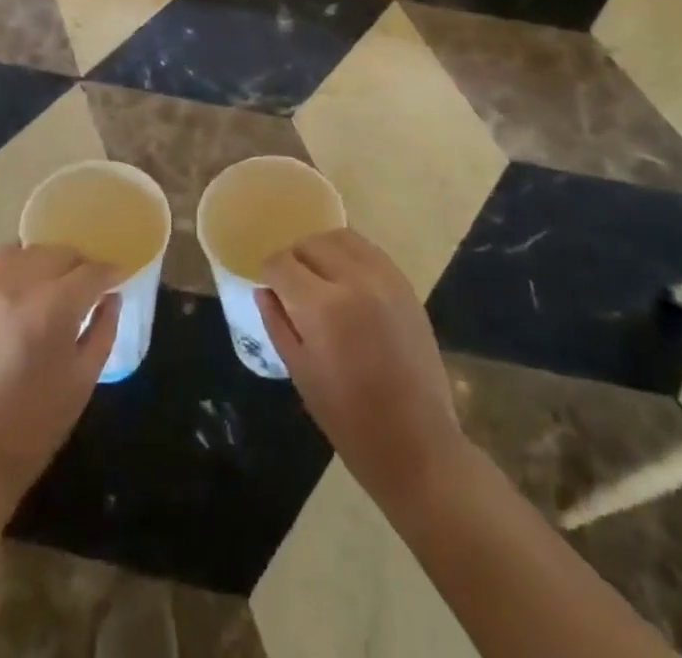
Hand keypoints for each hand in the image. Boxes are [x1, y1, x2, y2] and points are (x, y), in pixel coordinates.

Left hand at [0, 243, 120, 513]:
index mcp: (53, 309)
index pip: (91, 273)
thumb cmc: (37, 425)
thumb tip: (112, 298)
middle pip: (60, 253)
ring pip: (29, 251)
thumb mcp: (83, 380)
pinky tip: (28, 278)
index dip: (111, 272)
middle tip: (94, 283)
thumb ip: (103, 330)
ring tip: (60, 279)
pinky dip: (19, 261)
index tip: (122, 276)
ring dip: (51, 259)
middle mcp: (20, 288)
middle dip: (83, 263)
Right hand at [257, 229, 465, 509]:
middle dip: (294, 260)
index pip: (281, 263)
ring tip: (320, 279)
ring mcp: (384, 279)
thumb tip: (264, 290)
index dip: (269, 273)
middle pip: (310, 243)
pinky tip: (347, 282)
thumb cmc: (349, 420)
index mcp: (322, 307)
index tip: (270, 288)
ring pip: (341, 237)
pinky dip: (351, 256)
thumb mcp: (300, 373)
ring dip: (322, 250)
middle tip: (293, 287)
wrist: (417, 444)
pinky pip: (369, 251)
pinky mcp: (405, 285)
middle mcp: (354, 280)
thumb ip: (278, 323)